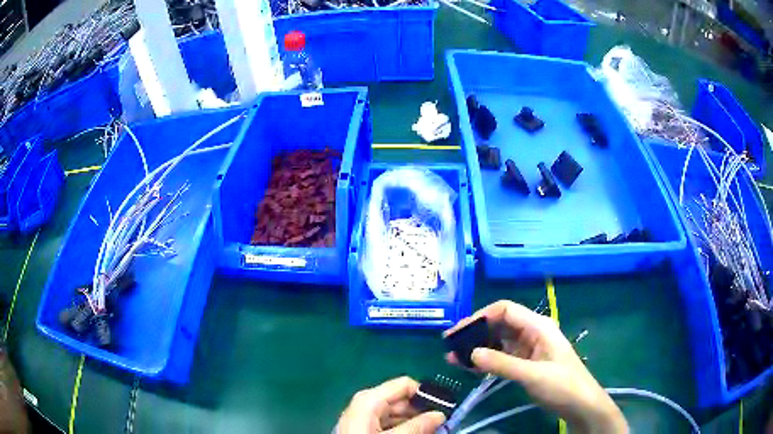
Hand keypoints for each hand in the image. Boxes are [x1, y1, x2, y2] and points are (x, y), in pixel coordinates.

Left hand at [338, 377, 446, 433]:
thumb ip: (417, 426)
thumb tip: (440, 415)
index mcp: (370, 399)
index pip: (405, 385)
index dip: (426, 394)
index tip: (444, 408)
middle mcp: (367, 403)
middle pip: (402, 401)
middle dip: (422, 413)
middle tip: (441, 425)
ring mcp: (364, 416)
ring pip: (397, 414)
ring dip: (414, 423)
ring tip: (431, 431)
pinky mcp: (364, 428)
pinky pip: (389, 424)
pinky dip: (403, 429)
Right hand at [444, 301, 627, 433]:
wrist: (580, 404)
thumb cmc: (562, 385)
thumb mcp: (533, 375)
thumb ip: (502, 364)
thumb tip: (470, 353)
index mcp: (538, 326)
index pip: (505, 310)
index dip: (480, 316)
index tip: (458, 331)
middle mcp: (532, 333)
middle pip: (499, 324)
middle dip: (475, 332)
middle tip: (449, 345)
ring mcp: (528, 349)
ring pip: (498, 341)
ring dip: (477, 348)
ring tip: (452, 358)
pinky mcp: (525, 363)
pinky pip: (501, 357)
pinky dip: (485, 361)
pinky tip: (468, 367)